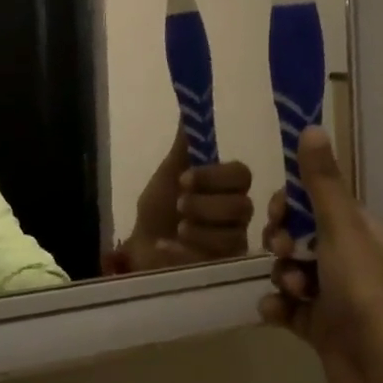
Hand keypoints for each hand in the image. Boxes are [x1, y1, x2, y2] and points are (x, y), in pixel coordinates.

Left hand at [104, 130, 254, 273]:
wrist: (141, 247)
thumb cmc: (160, 208)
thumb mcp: (169, 173)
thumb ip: (184, 146)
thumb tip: (189, 108)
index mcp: (229, 187)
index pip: (241, 175)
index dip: (214, 176)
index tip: (184, 179)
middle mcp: (239, 216)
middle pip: (241, 207)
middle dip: (205, 206)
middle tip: (179, 207)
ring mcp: (233, 246)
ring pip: (231, 237)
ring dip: (198, 230)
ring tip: (177, 229)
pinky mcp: (221, 273)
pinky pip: (212, 263)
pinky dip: (184, 252)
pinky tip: (165, 247)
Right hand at [260, 127, 382, 382]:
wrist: (382, 374)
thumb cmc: (365, 291)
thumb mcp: (341, 228)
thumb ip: (321, 182)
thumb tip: (311, 127)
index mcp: (360, 232)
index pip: (315, 202)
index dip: (291, 205)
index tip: (279, 214)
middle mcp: (348, 260)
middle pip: (298, 235)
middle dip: (282, 241)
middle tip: (283, 251)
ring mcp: (334, 296)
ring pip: (290, 270)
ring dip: (283, 276)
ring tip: (292, 291)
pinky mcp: (320, 329)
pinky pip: (288, 307)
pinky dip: (279, 307)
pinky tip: (276, 313)